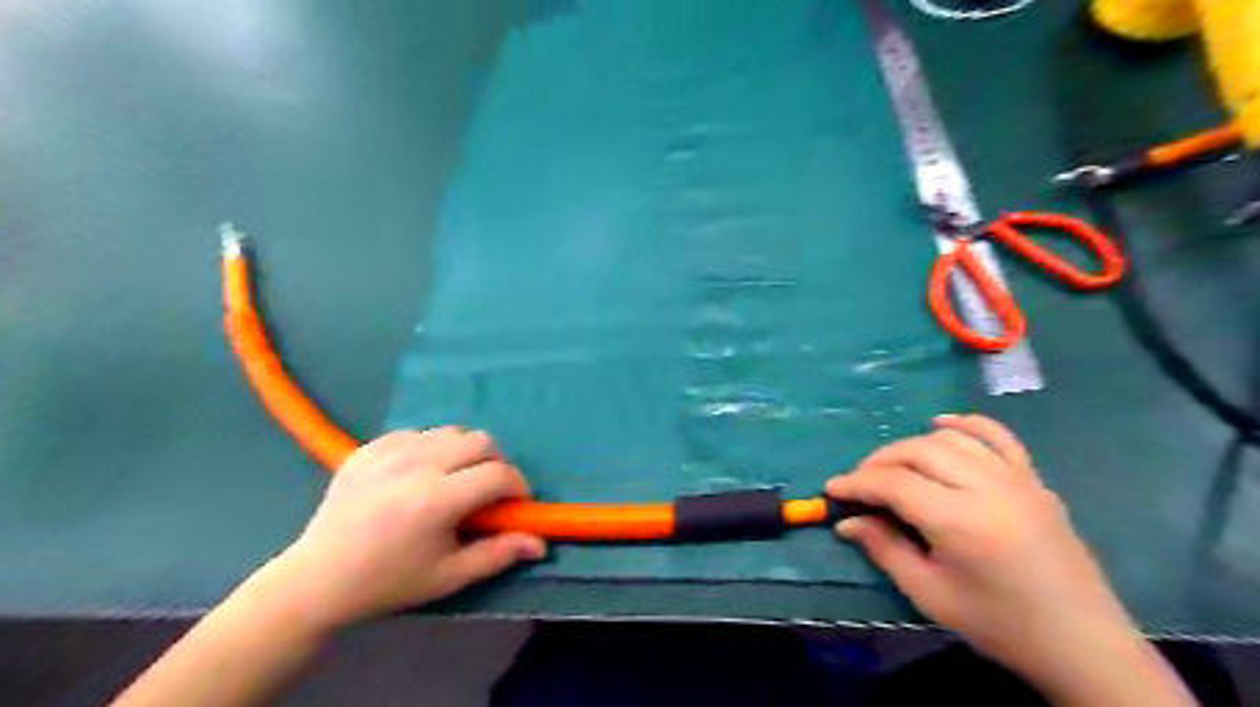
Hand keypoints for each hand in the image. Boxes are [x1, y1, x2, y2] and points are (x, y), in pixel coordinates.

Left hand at [268, 428, 543, 631]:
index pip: (498, 473)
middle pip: (481, 440)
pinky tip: (419, 475)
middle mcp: (415, 465)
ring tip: (453, 480)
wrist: (316, 580)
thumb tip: (540, 543)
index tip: (516, 502)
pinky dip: (431, 448)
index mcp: (436, 499)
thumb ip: (498, 555)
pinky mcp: (368, 447)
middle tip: (486, 491)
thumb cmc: (388, 582)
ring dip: (465, 452)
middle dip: (495, 463)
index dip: (517, 486)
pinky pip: (418, 432)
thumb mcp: (448, 577)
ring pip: (451, 431)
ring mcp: (388, 451)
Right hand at [835, 415, 1137, 684]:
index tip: (833, 490)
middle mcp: (988, 488)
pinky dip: (965, 424)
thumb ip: (884, 549)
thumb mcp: (930, 594)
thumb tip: (847, 522)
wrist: (1083, 645)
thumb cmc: (1000, 625)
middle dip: (879, 462)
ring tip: (893, 467)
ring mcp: (1017, 479)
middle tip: (859, 484)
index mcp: (961, 521)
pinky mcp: (1034, 480)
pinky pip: (997, 436)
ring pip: (950, 440)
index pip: (894, 483)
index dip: (857, 483)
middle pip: (918, 452)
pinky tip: (941, 425)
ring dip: (912, 446)